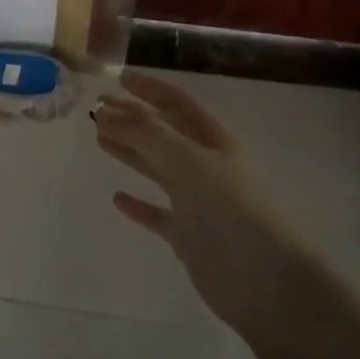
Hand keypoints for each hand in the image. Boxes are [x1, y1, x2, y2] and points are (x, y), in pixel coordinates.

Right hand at [92, 73, 326, 344]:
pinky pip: (158, 213)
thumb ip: (145, 133)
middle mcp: (206, 166)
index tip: (118, 79)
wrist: (262, 279)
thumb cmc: (227, 209)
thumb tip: (106, 110)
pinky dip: (139, 204)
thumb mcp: (185, 160)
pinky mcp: (189, 235)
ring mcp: (198, 202)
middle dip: (132, 118)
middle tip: (97, 109)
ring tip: (100, 139)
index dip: (149, 89)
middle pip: (164, 134)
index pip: (177, 103)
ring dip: (130, 152)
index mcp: (213, 141)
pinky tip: (118, 198)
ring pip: (158, 169)